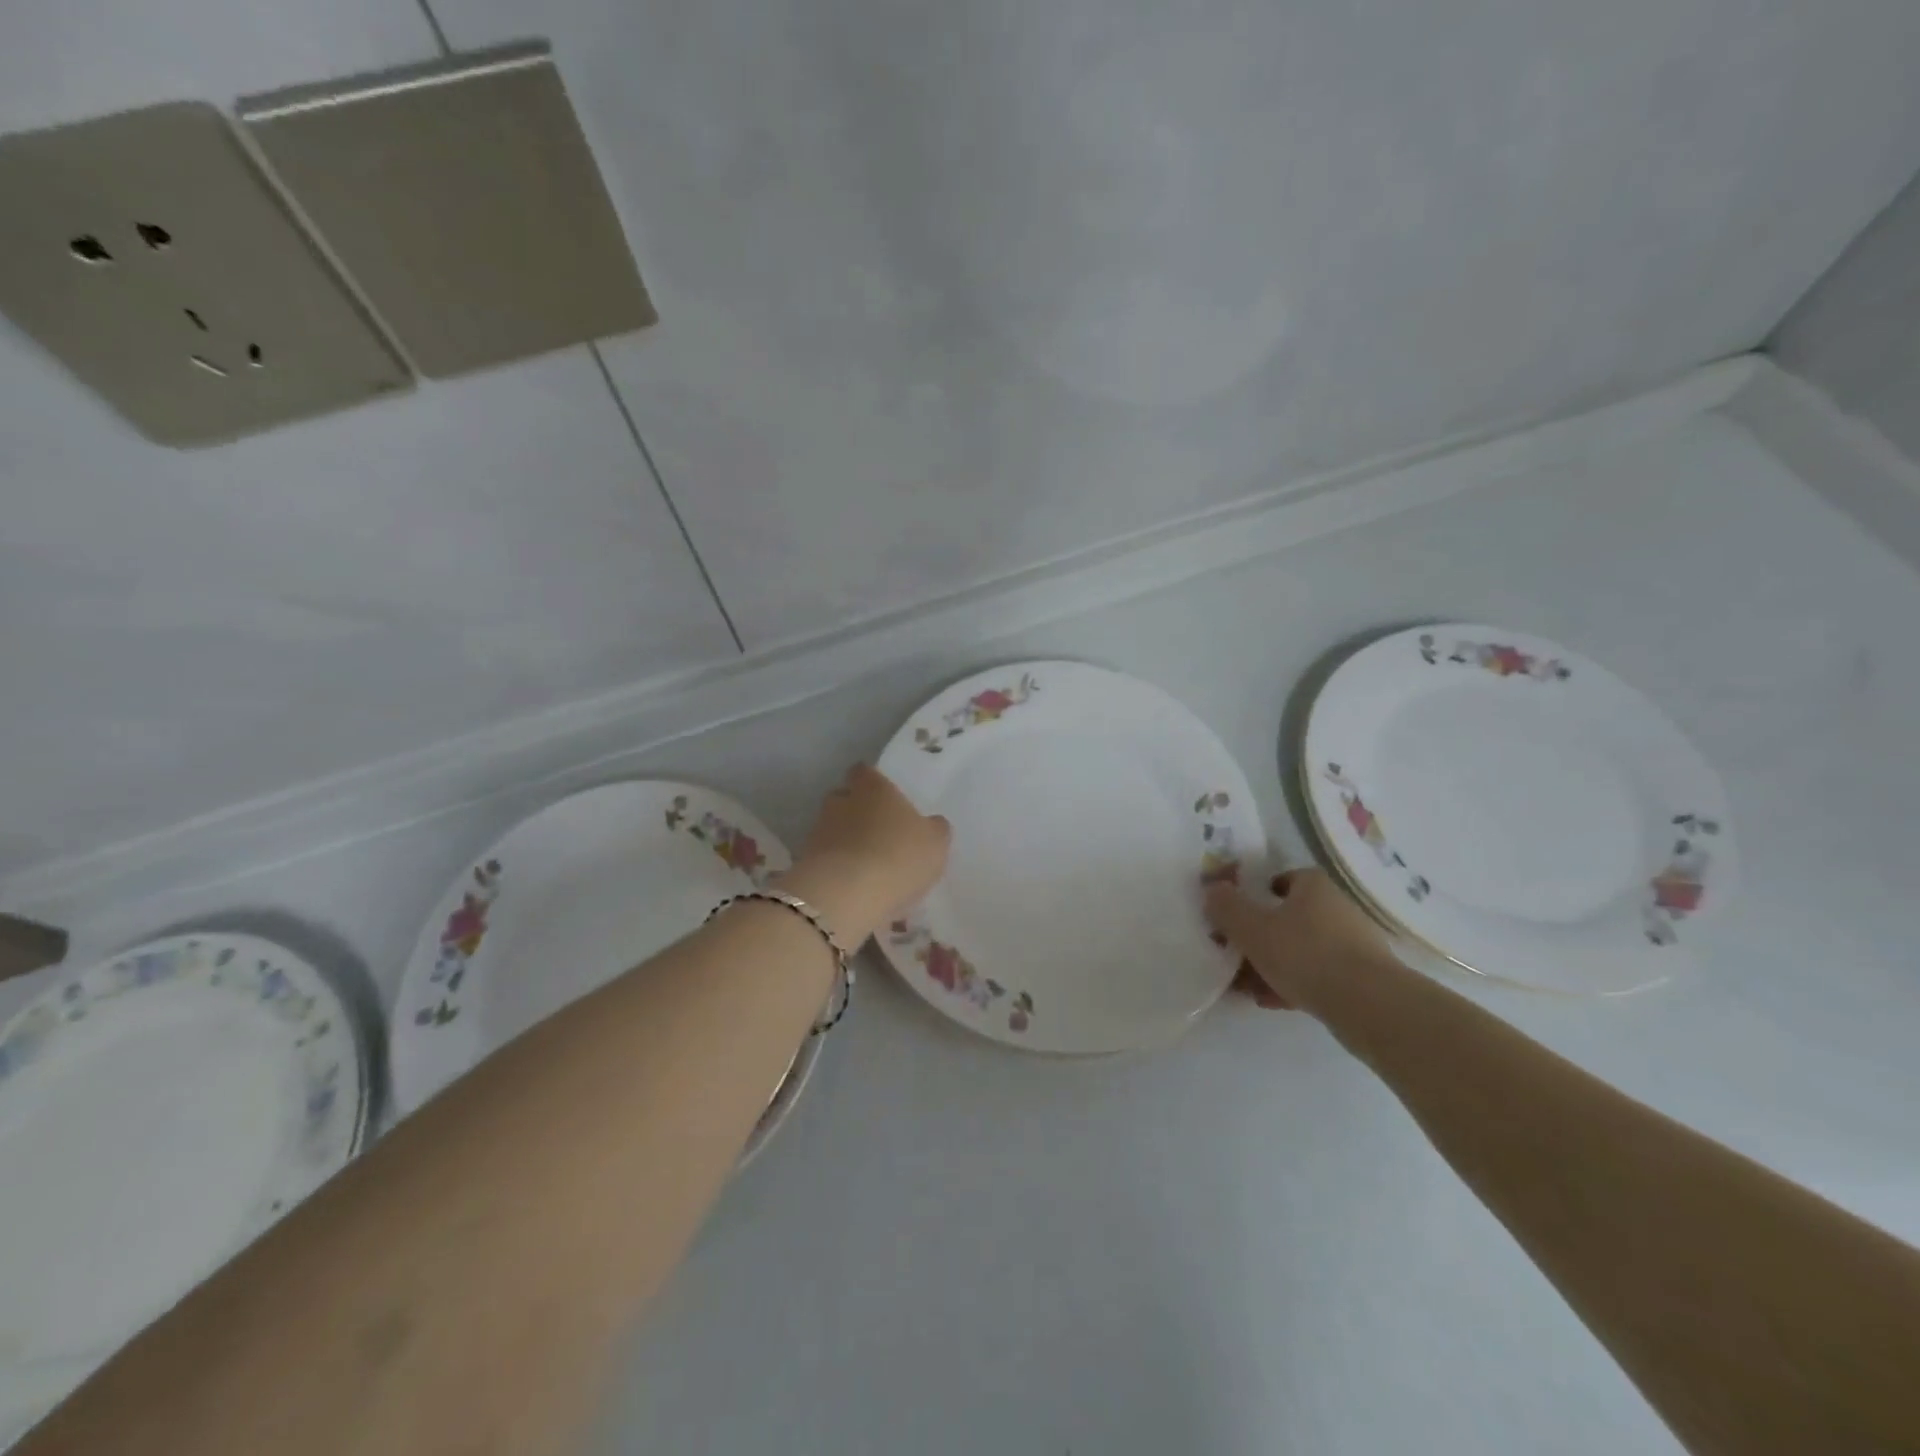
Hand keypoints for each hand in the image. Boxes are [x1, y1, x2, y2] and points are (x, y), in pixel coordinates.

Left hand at [784, 765, 951, 940]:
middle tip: (878, 832)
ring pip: (832, 829)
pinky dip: (836, 868)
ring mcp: (818, 831)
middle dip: (856, 812)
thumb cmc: (898, 856)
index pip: (864, 771)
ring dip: (845, 842)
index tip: (885, 797)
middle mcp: (840, 801)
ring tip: (866, 865)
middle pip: (844, 798)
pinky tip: (854, 887)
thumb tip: (932, 823)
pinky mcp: (805, 862)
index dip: (873, 782)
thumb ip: (934, 829)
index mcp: (872, 787)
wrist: (845, 895)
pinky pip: (825, 859)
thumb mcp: (935, 843)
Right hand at [1205, 869, 1393, 1013]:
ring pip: (1300, 949)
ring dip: (1272, 964)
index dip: (1254, 895)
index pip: (1279, 880)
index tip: (1234, 915)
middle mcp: (1335, 908)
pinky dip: (1293, 984)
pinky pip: (1317, 975)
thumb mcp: (1252, 928)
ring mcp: (1351, 944)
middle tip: (1233, 954)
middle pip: (1286, 917)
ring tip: (1245, 986)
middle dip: (1258, 936)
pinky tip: (1271, 1001)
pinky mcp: (1360, 978)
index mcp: (1312, 886)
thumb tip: (1212, 889)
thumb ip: (1226, 906)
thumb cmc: (1305, 954)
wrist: (1370, 1006)